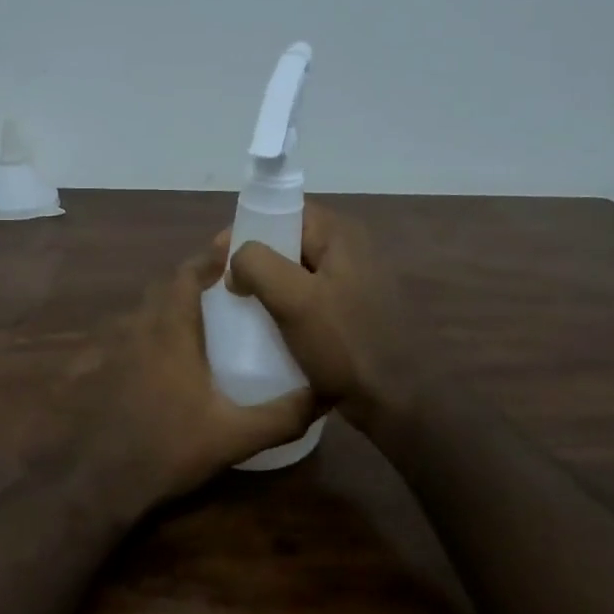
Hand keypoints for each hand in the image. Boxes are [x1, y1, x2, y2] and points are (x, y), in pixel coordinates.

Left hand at [65, 235, 317, 503]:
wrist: (102, 482)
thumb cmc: (169, 449)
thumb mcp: (235, 436)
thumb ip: (282, 416)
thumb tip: (325, 396)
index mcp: (170, 332)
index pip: (185, 274)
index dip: (207, 258)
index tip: (232, 254)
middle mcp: (137, 329)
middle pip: (162, 288)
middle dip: (191, 282)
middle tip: (223, 292)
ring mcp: (112, 350)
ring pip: (142, 313)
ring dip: (167, 308)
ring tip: (198, 324)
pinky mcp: (97, 371)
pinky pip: (124, 338)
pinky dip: (145, 335)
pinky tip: (161, 362)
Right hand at [227, 202, 419, 430]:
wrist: (392, 401)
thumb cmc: (343, 345)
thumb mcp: (294, 300)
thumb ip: (257, 264)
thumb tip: (236, 260)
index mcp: (342, 236)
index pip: (286, 211)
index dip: (249, 228)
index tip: (220, 257)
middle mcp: (354, 250)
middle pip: (291, 241)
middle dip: (256, 260)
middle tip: (228, 286)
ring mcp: (357, 282)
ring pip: (299, 272)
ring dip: (270, 286)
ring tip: (244, 308)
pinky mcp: (356, 311)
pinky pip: (311, 297)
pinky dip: (288, 306)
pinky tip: (270, 328)